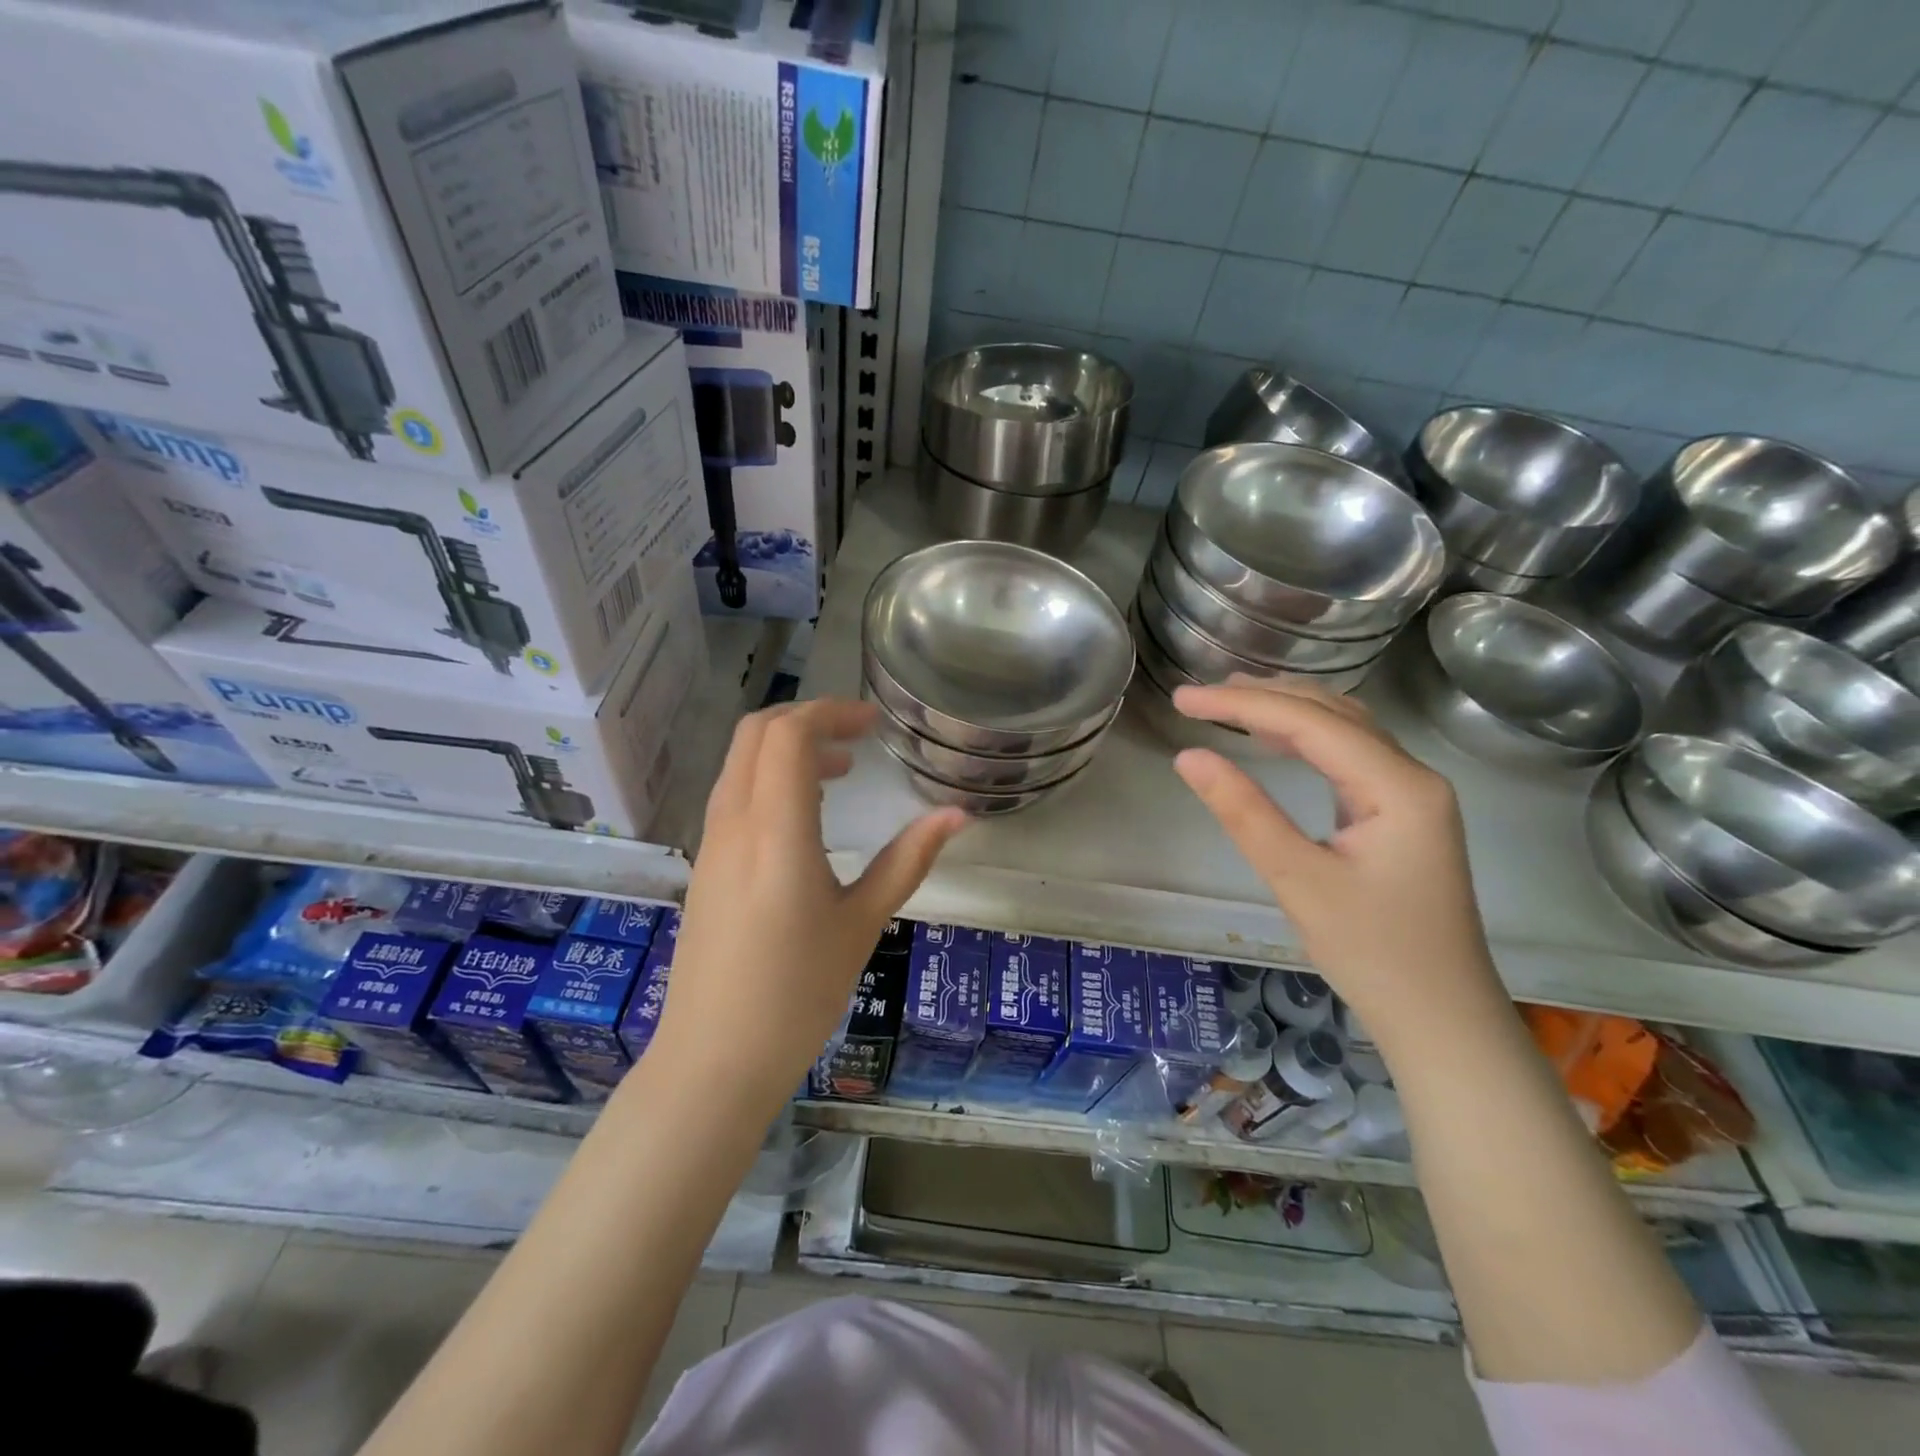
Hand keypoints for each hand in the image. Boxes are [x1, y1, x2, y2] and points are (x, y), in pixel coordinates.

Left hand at [655, 699, 968, 1109]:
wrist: (714, 1059)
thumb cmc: (798, 993)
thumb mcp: (863, 922)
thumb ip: (909, 859)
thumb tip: (958, 816)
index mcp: (775, 831)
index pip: (788, 735)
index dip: (830, 712)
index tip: (872, 724)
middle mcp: (734, 823)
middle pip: (756, 734)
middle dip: (807, 720)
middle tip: (857, 738)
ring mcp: (711, 844)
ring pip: (740, 763)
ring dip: (786, 751)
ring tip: (839, 774)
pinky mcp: (705, 865)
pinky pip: (734, 796)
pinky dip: (769, 781)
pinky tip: (806, 818)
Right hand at [1170, 679, 1498, 1033]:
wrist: (1441, 1018)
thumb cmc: (1372, 953)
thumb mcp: (1298, 881)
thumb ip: (1244, 812)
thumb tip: (1188, 757)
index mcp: (1398, 786)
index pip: (1311, 722)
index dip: (1243, 704)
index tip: (1184, 699)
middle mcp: (1413, 776)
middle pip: (1333, 712)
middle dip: (1264, 697)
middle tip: (1199, 696)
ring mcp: (1411, 794)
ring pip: (1343, 729)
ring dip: (1285, 710)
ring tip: (1228, 702)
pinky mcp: (1401, 813)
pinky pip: (1349, 755)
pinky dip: (1305, 737)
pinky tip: (1272, 740)